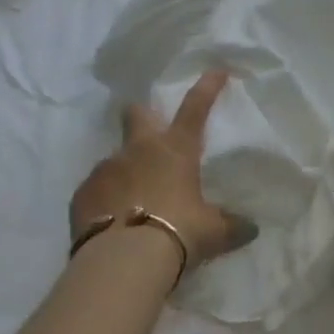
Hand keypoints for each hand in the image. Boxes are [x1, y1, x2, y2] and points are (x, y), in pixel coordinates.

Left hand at [72, 69, 258, 270]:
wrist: (123, 262)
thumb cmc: (178, 234)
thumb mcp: (213, 233)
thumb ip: (231, 226)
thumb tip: (252, 229)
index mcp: (176, 149)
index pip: (195, 108)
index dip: (207, 87)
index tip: (216, 71)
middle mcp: (139, 150)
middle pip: (136, 114)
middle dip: (141, 115)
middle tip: (147, 129)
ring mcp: (106, 168)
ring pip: (114, 158)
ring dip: (124, 171)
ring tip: (131, 202)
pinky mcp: (81, 194)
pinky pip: (95, 190)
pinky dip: (103, 200)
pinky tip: (110, 222)